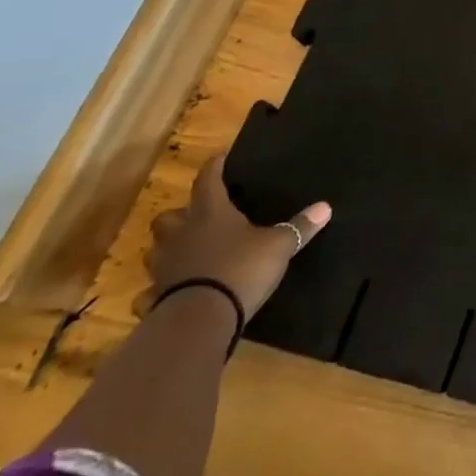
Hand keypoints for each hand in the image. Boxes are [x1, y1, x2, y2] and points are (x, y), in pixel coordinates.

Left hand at [146, 154, 331, 319]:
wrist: (200, 318)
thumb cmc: (241, 269)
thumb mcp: (279, 245)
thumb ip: (299, 227)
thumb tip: (325, 207)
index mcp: (210, 214)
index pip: (208, 181)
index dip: (214, 167)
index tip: (219, 158)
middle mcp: (180, 236)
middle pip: (167, 217)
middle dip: (179, 215)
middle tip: (196, 217)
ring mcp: (164, 268)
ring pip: (156, 251)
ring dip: (168, 249)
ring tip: (187, 252)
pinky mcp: (156, 297)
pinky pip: (150, 291)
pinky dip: (158, 291)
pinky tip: (170, 293)